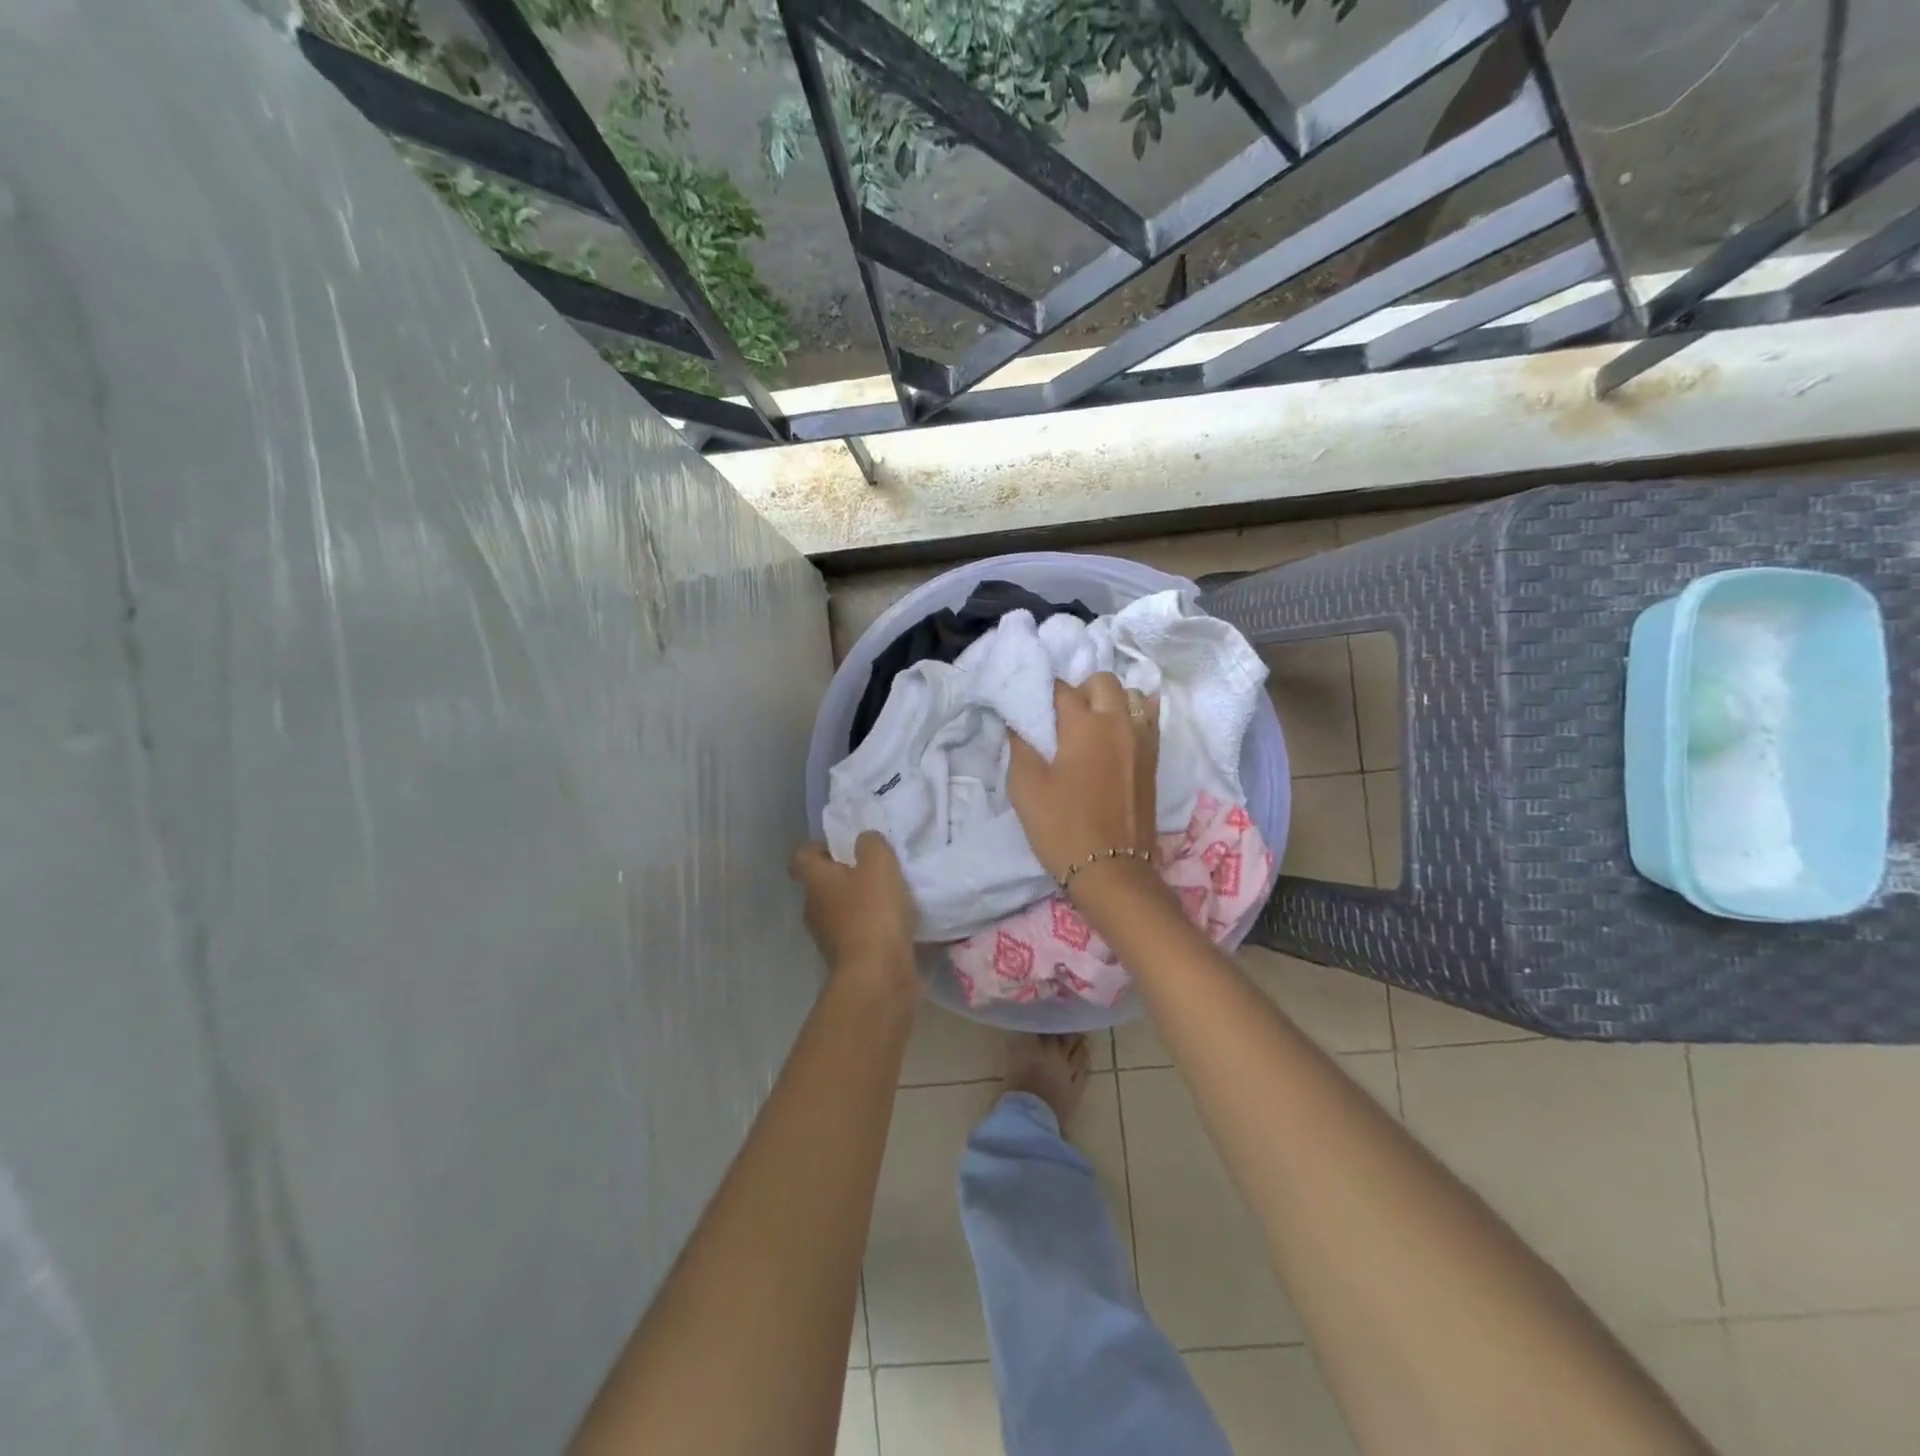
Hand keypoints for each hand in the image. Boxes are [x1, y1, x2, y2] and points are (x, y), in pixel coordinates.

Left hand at [790, 832, 916, 983]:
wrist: (877, 975)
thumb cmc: (873, 912)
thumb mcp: (879, 865)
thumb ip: (871, 844)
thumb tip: (864, 840)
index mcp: (815, 881)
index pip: (802, 855)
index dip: (819, 846)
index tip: (845, 845)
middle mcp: (812, 908)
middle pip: (821, 883)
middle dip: (844, 874)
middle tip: (873, 868)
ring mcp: (826, 937)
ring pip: (838, 909)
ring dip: (857, 902)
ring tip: (888, 896)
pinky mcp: (845, 959)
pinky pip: (854, 933)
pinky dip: (868, 927)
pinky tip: (893, 924)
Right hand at [1007, 673, 1159, 884]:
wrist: (1112, 870)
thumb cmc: (1062, 827)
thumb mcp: (1026, 787)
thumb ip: (1021, 745)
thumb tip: (1019, 721)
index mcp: (1085, 725)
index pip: (1061, 689)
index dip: (1042, 694)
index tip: (1031, 709)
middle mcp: (1118, 722)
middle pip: (1102, 681)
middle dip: (1080, 690)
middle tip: (1062, 718)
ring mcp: (1142, 740)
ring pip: (1130, 695)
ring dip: (1110, 700)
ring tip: (1091, 725)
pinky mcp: (1154, 759)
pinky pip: (1150, 718)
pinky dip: (1134, 714)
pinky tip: (1118, 731)